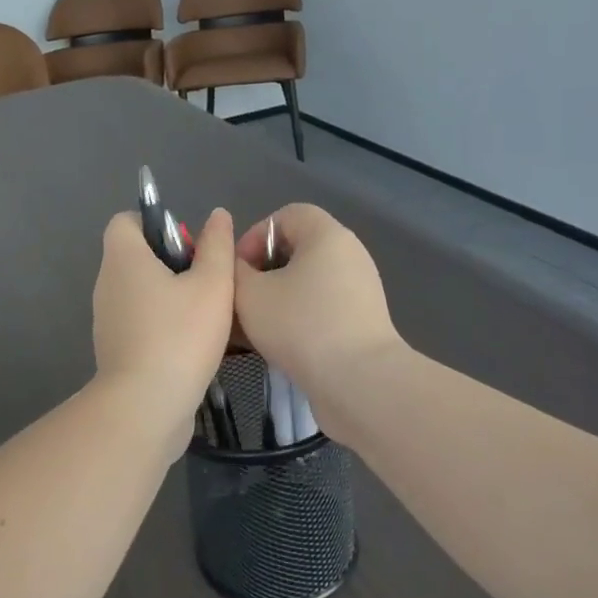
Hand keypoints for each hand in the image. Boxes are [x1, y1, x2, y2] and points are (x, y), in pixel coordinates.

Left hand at [92, 208, 236, 431]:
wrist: (146, 406)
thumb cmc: (180, 335)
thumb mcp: (213, 284)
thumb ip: (217, 246)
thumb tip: (217, 215)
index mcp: (123, 258)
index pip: (126, 221)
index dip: (157, 223)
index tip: (189, 245)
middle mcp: (107, 283)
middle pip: (137, 256)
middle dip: (173, 262)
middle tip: (207, 281)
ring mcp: (107, 319)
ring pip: (141, 291)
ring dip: (171, 296)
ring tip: (207, 314)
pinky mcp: (115, 349)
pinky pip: (140, 322)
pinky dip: (162, 324)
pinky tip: (193, 343)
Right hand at [233, 204, 402, 397]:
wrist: (359, 382)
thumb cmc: (300, 325)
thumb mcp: (249, 294)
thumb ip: (234, 271)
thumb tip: (238, 268)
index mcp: (327, 235)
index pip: (286, 215)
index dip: (254, 236)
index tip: (236, 269)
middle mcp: (349, 254)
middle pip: (298, 249)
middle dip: (264, 270)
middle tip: (241, 298)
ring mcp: (361, 289)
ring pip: (308, 282)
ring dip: (278, 298)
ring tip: (254, 326)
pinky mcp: (363, 321)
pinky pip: (323, 307)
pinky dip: (299, 317)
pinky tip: (279, 345)